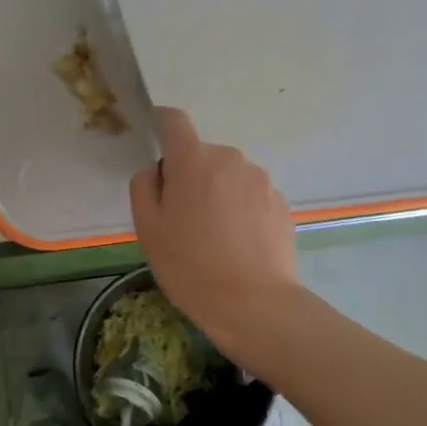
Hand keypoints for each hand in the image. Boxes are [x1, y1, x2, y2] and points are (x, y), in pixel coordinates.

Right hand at [129, 107, 298, 361]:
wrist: (255, 305)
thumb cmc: (191, 267)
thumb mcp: (148, 229)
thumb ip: (144, 187)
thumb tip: (157, 171)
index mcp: (194, 161)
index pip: (174, 120)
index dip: (161, 124)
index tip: (155, 143)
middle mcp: (231, 159)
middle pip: (202, 155)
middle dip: (190, 176)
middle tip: (183, 219)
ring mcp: (261, 180)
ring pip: (228, 176)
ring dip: (217, 193)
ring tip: (214, 238)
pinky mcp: (281, 203)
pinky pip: (250, 196)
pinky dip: (240, 210)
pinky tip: (238, 245)